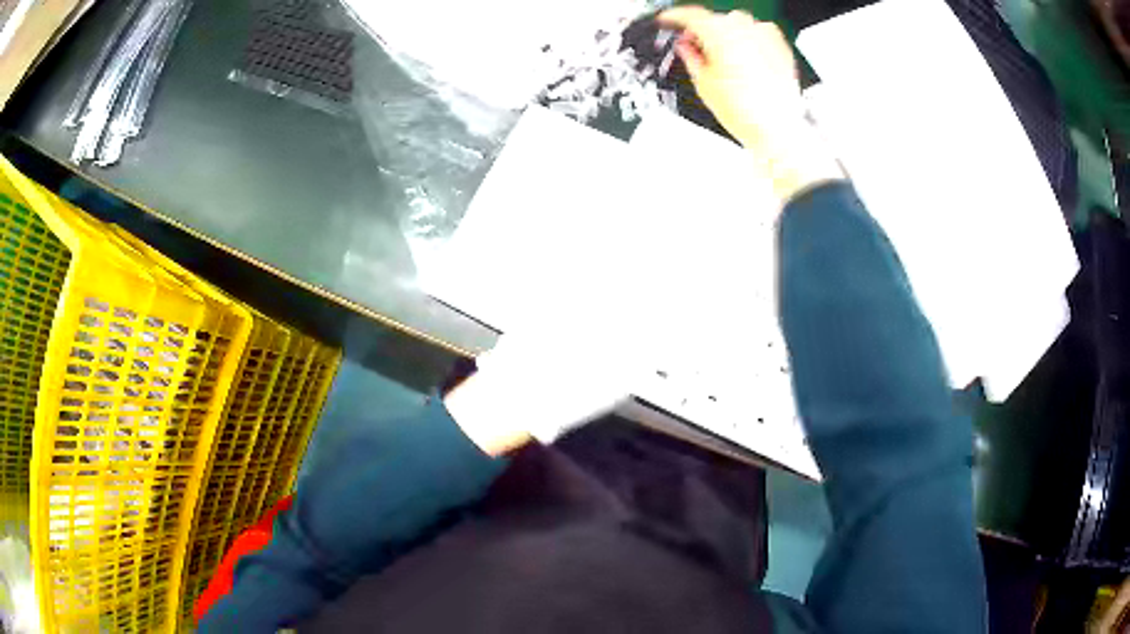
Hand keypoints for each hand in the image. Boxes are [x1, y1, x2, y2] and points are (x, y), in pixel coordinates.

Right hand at [660, 6, 842, 200]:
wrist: (777, 131)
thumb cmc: (746, 112)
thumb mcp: (704, 84)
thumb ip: (691, 57)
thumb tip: (685, 47)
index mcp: (720, 34)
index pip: (691, 15)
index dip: (675, 17)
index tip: (668, 20)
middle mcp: (744, 29)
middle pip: (715, 18)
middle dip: (702, 30)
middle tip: (694, 46)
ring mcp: (765, 37)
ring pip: (738, 23)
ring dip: (726, 33)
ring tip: (721, 55)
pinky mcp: (780, 47)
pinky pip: (760, 32)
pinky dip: (749, 38)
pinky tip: (745, 56)